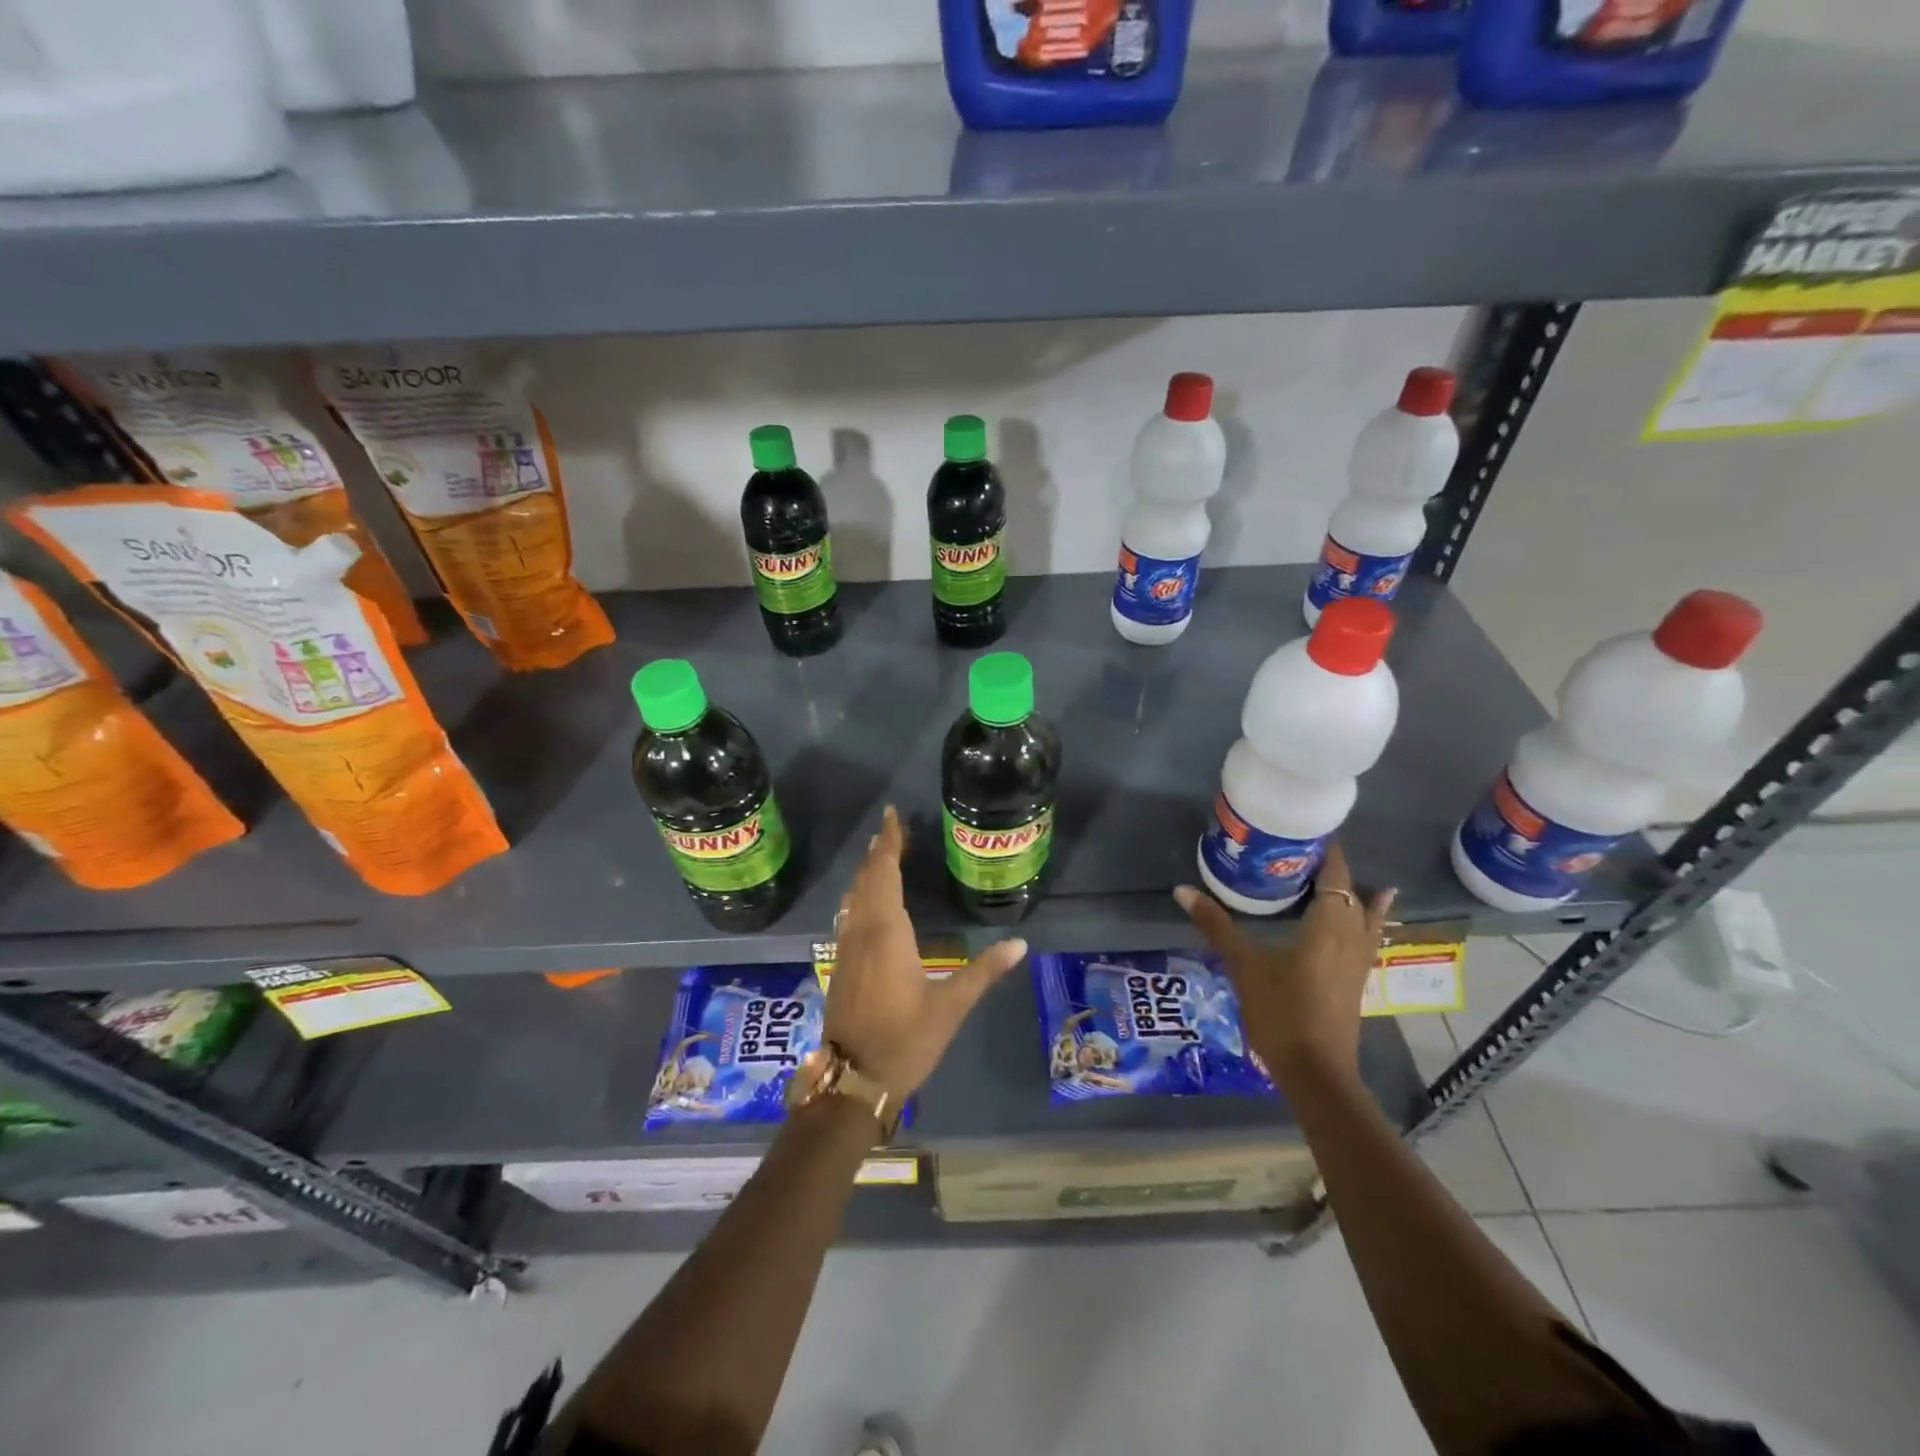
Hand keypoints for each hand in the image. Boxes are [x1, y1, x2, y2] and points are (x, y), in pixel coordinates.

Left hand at [826, 806, 1027, 1100]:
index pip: (884, 874)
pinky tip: (862, 904)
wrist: (853, 1080)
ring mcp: (846, 950)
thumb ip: (984, 971)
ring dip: (866, 874)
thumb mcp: (951, 1006)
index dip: (889, 843)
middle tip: (892, 829)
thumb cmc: (905, 1040)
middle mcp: (861, 932)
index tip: (891, 815)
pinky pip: (848, 917)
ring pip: (853, 898)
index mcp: (887, 932)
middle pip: (867, 880)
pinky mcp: (841, 966)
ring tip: (880, 857)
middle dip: (879, 853)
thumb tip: (1020, 943)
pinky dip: (858, 898)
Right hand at [1174, 843, 1395, 1081]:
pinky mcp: (1356, 980)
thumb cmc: (1282, 1011)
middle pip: (1352, 892)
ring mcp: (1359, 961)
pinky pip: (1366, 937)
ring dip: (1357, 895)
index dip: (1327, 851)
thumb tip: (1182, 890)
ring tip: (1348, 876)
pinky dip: (1366, 920)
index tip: (1308, 828)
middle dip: (1334, 869)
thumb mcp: (1243, 965)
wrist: (1316, 1072)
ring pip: (1366, 916)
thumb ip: (1216, 925)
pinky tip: (1364, 923)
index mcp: (1329, 924)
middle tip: (1304, 850)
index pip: (1335, 875)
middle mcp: (1351, 936)